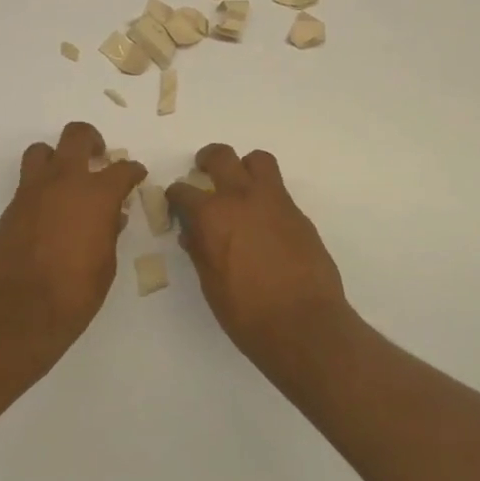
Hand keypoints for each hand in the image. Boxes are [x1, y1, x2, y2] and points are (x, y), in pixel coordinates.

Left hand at [0, 122, 145, 365]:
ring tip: (67, 177)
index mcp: (96, 195)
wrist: (19, 313)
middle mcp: (64, 182)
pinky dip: (42, 187)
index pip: (122, 169)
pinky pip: (28, 182)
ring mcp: (32, 192)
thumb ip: (109, 231)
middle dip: (92, 141)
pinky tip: (50, 212)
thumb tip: (112, 215)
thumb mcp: (106, 263)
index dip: (133, 171)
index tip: (136, 175)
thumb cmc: (75, 294)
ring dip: (57, 157)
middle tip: (99, 156)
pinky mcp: (11, 208)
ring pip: (42, 151)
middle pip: (76, 136)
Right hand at [167, 145, 351, 369]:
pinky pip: (278, 190)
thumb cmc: (247, 313)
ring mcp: (275, 202)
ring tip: (240, 186)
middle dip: (207, 160)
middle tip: (204, 171)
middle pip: (222, 157)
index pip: (183, 191)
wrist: (303, 323)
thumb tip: (194, 233)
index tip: (176, 204)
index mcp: (212, 216)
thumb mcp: (210, 284)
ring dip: (245, 167)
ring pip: (258, 161)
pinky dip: (266, 195)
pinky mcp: (299, 214)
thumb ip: (200, 250)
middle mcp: (242, 198)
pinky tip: (263, 221)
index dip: (175, 196)